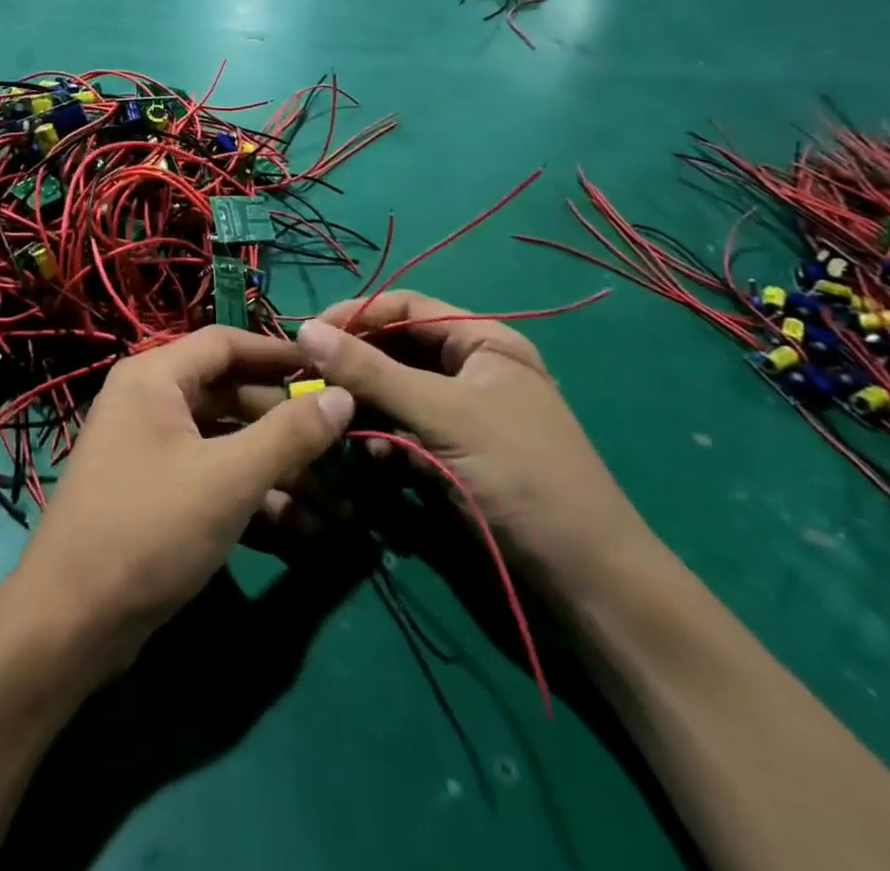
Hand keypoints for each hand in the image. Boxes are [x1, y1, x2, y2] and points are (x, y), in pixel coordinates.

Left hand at [7, 326, 354, 677]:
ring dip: (281, 472)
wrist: (69, 625)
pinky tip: (303, 531)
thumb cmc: (150, 529)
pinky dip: (255, 498)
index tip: (331, 368)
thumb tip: (343, 394)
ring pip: (229, 444)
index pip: (226, 343)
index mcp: (155, 378)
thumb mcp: (229, 478)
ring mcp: (152, 451)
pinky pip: (215, 479)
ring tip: (338, 508)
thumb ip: (290, 434)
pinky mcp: (159, 496)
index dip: (280, 354)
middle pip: (233, 396)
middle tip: (344, 450)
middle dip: (289, 428)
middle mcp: (151, 403)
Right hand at [295, 292, 648, 592]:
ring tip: (341, 425)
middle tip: (310, 383)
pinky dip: (384, 440)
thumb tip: (305, 329)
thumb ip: (371, 371)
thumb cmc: (520, 475)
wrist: (584, 580)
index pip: (406, 307)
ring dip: (367, 407)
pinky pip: (404, 431)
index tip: (308, 334)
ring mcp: (462, 414)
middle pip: (398, 349)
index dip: (357, 315)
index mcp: (483, 341)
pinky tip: (374, 461)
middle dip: (356, 366)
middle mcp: (471, 368)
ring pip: (396, 393)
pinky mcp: (453, 454)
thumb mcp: (442, 415)